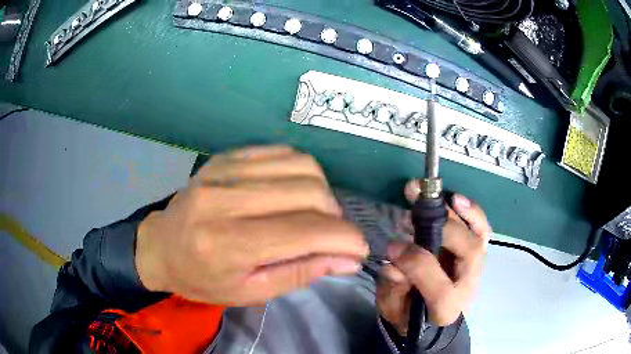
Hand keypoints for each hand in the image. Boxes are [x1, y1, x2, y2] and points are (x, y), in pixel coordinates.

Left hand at [135, 146, 368, 305]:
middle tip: (332, 236)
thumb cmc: (202, 279)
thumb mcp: (249, 292)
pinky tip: (294, 192)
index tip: (359, 249)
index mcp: (227, 244)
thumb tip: (348, 258)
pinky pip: (282, 152)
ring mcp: (224, 171)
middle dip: (336, 217)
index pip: (304, 232)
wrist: (161, 246)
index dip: (344, 239)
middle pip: (309, 192)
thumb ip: (301, 273)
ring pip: (302, 166)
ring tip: (315, 215)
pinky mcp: (227, 157)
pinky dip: (301, 172)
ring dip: (322, 192)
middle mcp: (225, 199)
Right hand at [377, 180, 490, 332]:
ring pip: (477, 236)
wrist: (429, 317)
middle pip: (468, 254)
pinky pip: (481, 230)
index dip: (417, 264)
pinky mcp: (476, 252)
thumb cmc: (408, 313)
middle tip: (414, 208)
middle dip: (442, 228)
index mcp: (445, 309)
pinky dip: (472, 213)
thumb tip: (393, 263)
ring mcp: (475, 266)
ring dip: (457, 212)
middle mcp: (468, 285)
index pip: (440, 288)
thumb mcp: (391, 308)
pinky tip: (456, 199)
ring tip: (432, 193)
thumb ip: (392, 289)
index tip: (393, 247)